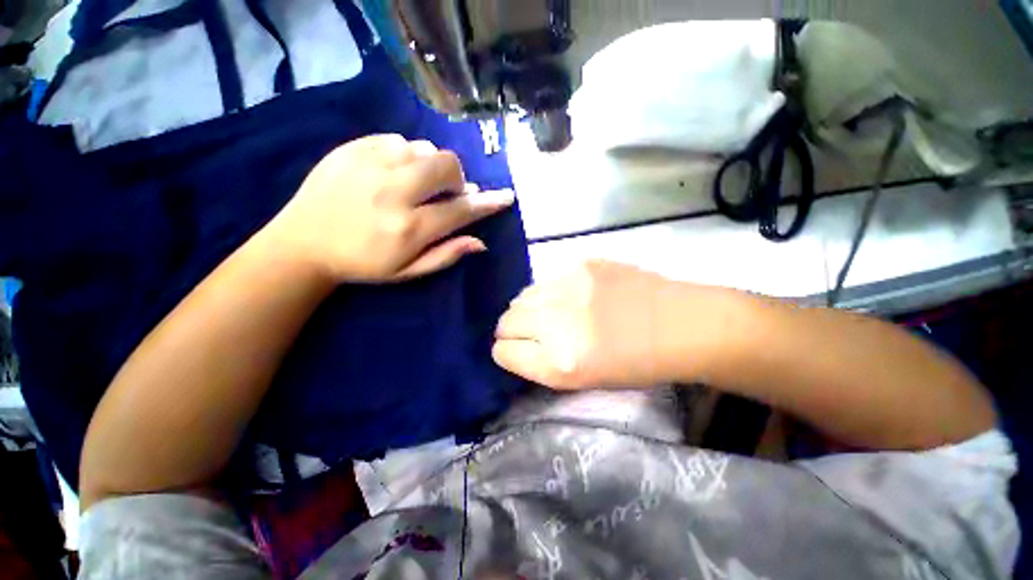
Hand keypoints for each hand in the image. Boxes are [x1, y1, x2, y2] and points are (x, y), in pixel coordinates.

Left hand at [268, 134, 514, 282]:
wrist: (302, 244)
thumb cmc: (362, 264)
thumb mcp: (408, 272)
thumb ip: (446, 255)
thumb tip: (480, 242)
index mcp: (408, 228)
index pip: (460, 211)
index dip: (488, 203)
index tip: (507, 196)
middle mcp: (393, 192)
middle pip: (446, 166)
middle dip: (457, 179)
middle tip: (447, 193)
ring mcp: (370, 165)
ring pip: (423, 149)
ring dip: (431, 166)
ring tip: (418, 183)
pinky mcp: (352, 149)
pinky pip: (397, 140)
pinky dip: (407, 154)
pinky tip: (396, 171)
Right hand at [493, 261, 683, 389]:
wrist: (681, 325)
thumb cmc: (635, 363)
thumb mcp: (582, 379)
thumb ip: (540, 361)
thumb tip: (514, 342)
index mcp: (559, 363)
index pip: (502, 351)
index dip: (507, 352)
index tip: (518, 350)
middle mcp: (556, 322)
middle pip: (505, 321)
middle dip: (512, 330)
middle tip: (534, 332)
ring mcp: (569, 286)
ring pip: (521, 296)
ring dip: (529, 308)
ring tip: (553, 313)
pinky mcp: (582, 264)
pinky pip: (547, 280)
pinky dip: (550, 292)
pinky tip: (573, 296)